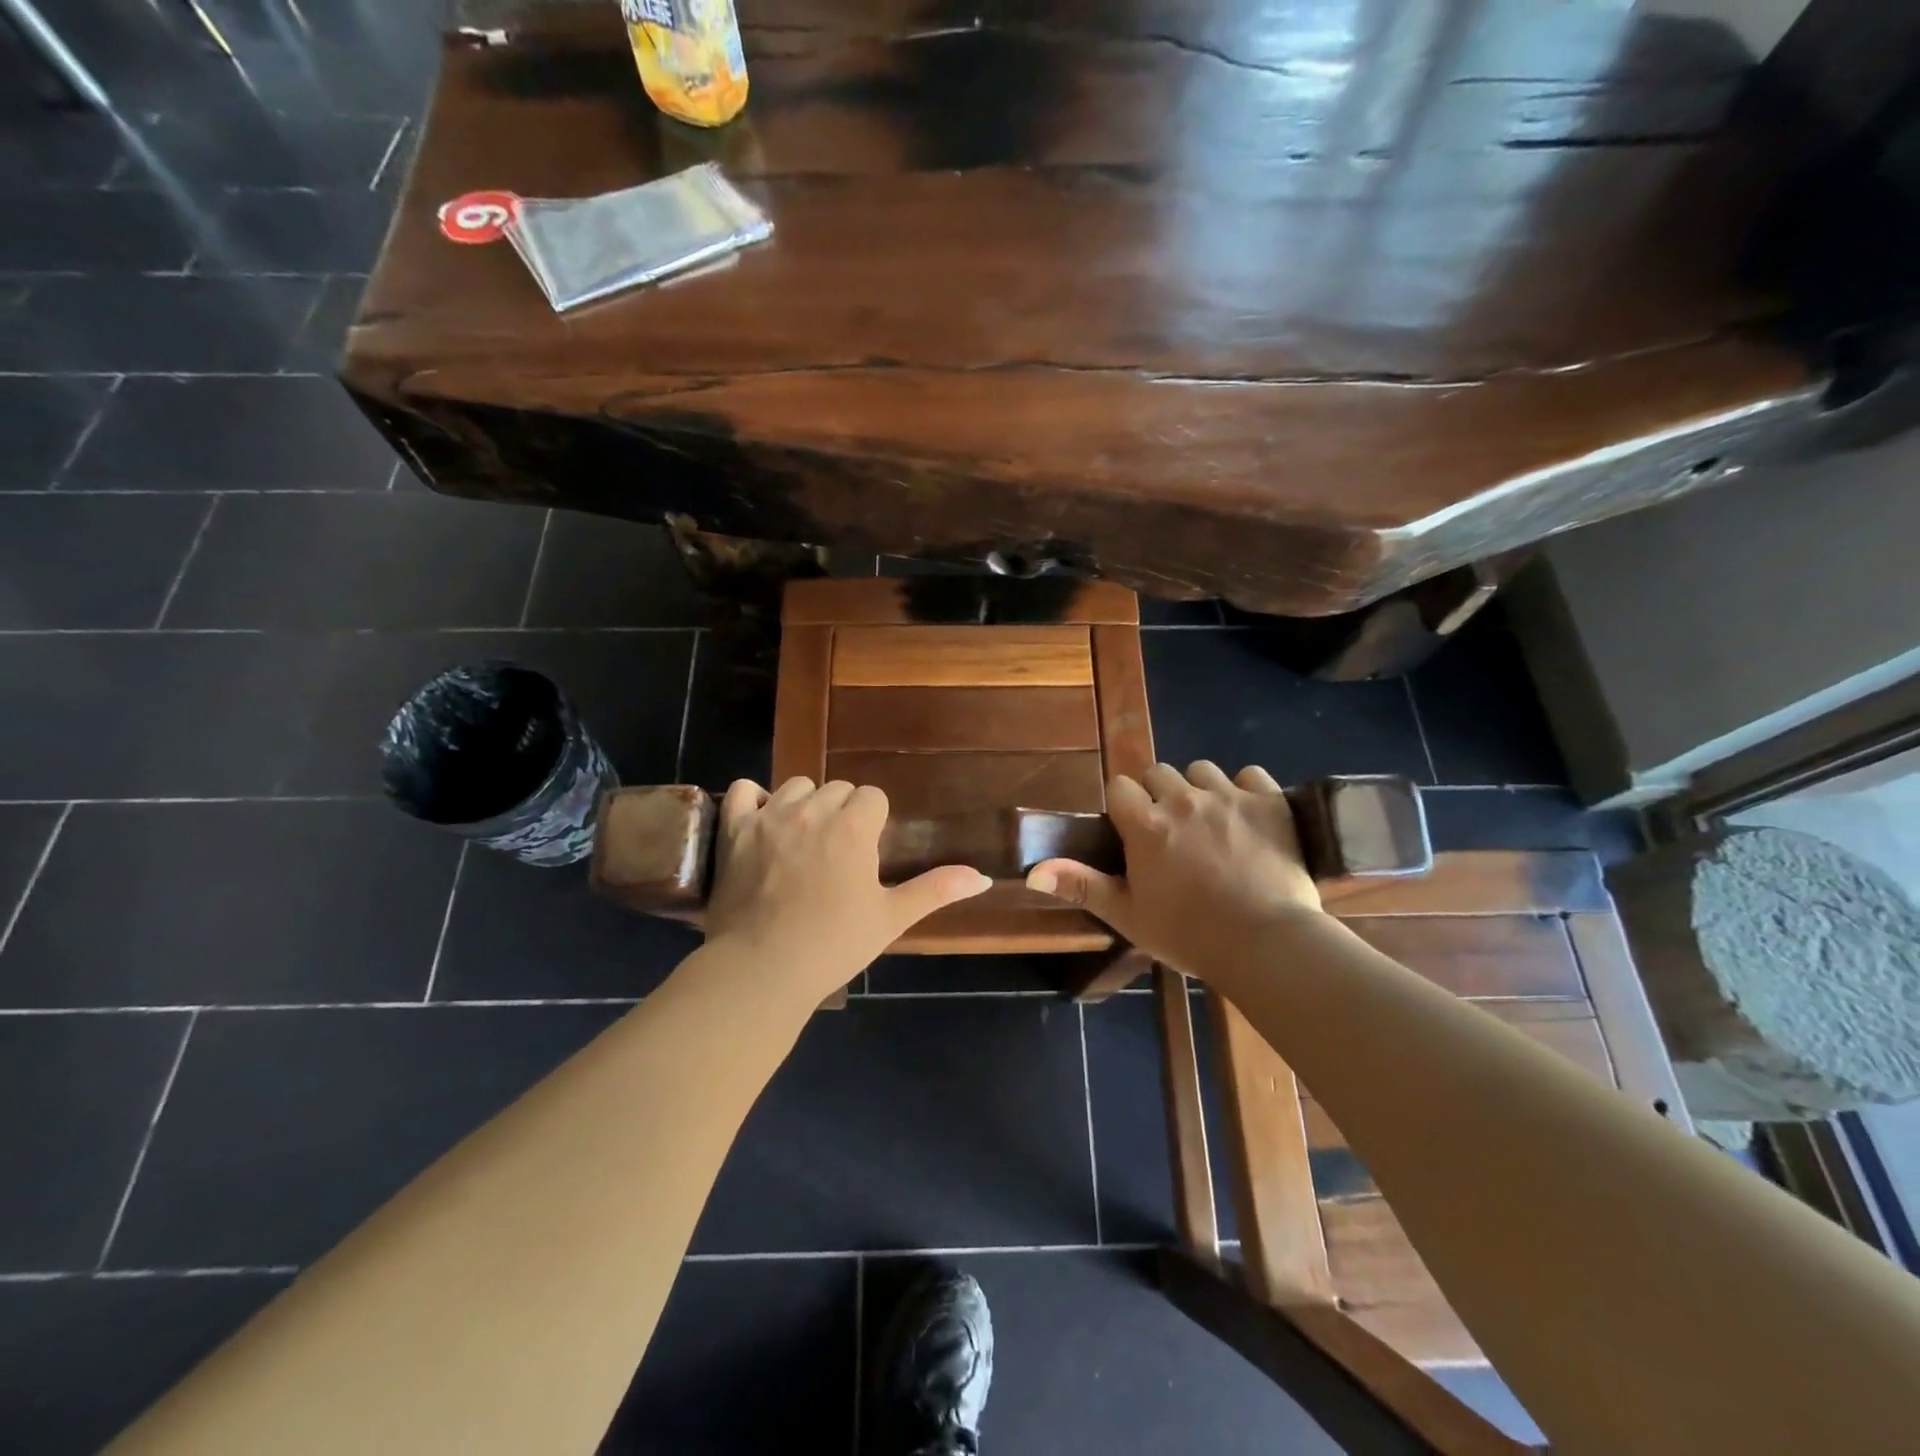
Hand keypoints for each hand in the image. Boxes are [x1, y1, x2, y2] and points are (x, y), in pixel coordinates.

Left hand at [703, 777, 990, 1001]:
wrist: (762, 970)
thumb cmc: (833, 944)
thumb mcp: (891, 918)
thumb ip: (936, 889)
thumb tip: (982, 877)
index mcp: (853, 826)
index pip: (872, 796)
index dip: (874, 822)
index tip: (867, 852)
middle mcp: (813, 809)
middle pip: (837, 788)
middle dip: (842, 812)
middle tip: (838, 854)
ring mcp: (769, 816)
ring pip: (796, 787)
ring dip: (805, 805)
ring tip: (803, 840)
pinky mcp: (734, 830)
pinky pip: (743, 790)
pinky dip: (753, 799)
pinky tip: (762, 820)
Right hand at [1026, 762, 1322, 977]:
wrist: (1266, 945)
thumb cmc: (1189, 934)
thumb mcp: (1127, 915)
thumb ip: (1081, 885)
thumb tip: (1032, 870)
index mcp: (1146, 825)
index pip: (1120, 786)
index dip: (1124, 806)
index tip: (1134, 831)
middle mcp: (1183, 800)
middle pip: (1159, 773)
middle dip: (1160, 795)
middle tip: (1173, 832)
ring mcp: (1229, 797)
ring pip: (1203, 771)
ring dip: (1201, 790)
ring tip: (1212, 823)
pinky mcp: (1270, 801)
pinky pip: (1250, 775)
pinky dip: (1246, 791)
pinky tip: (1249, 818)